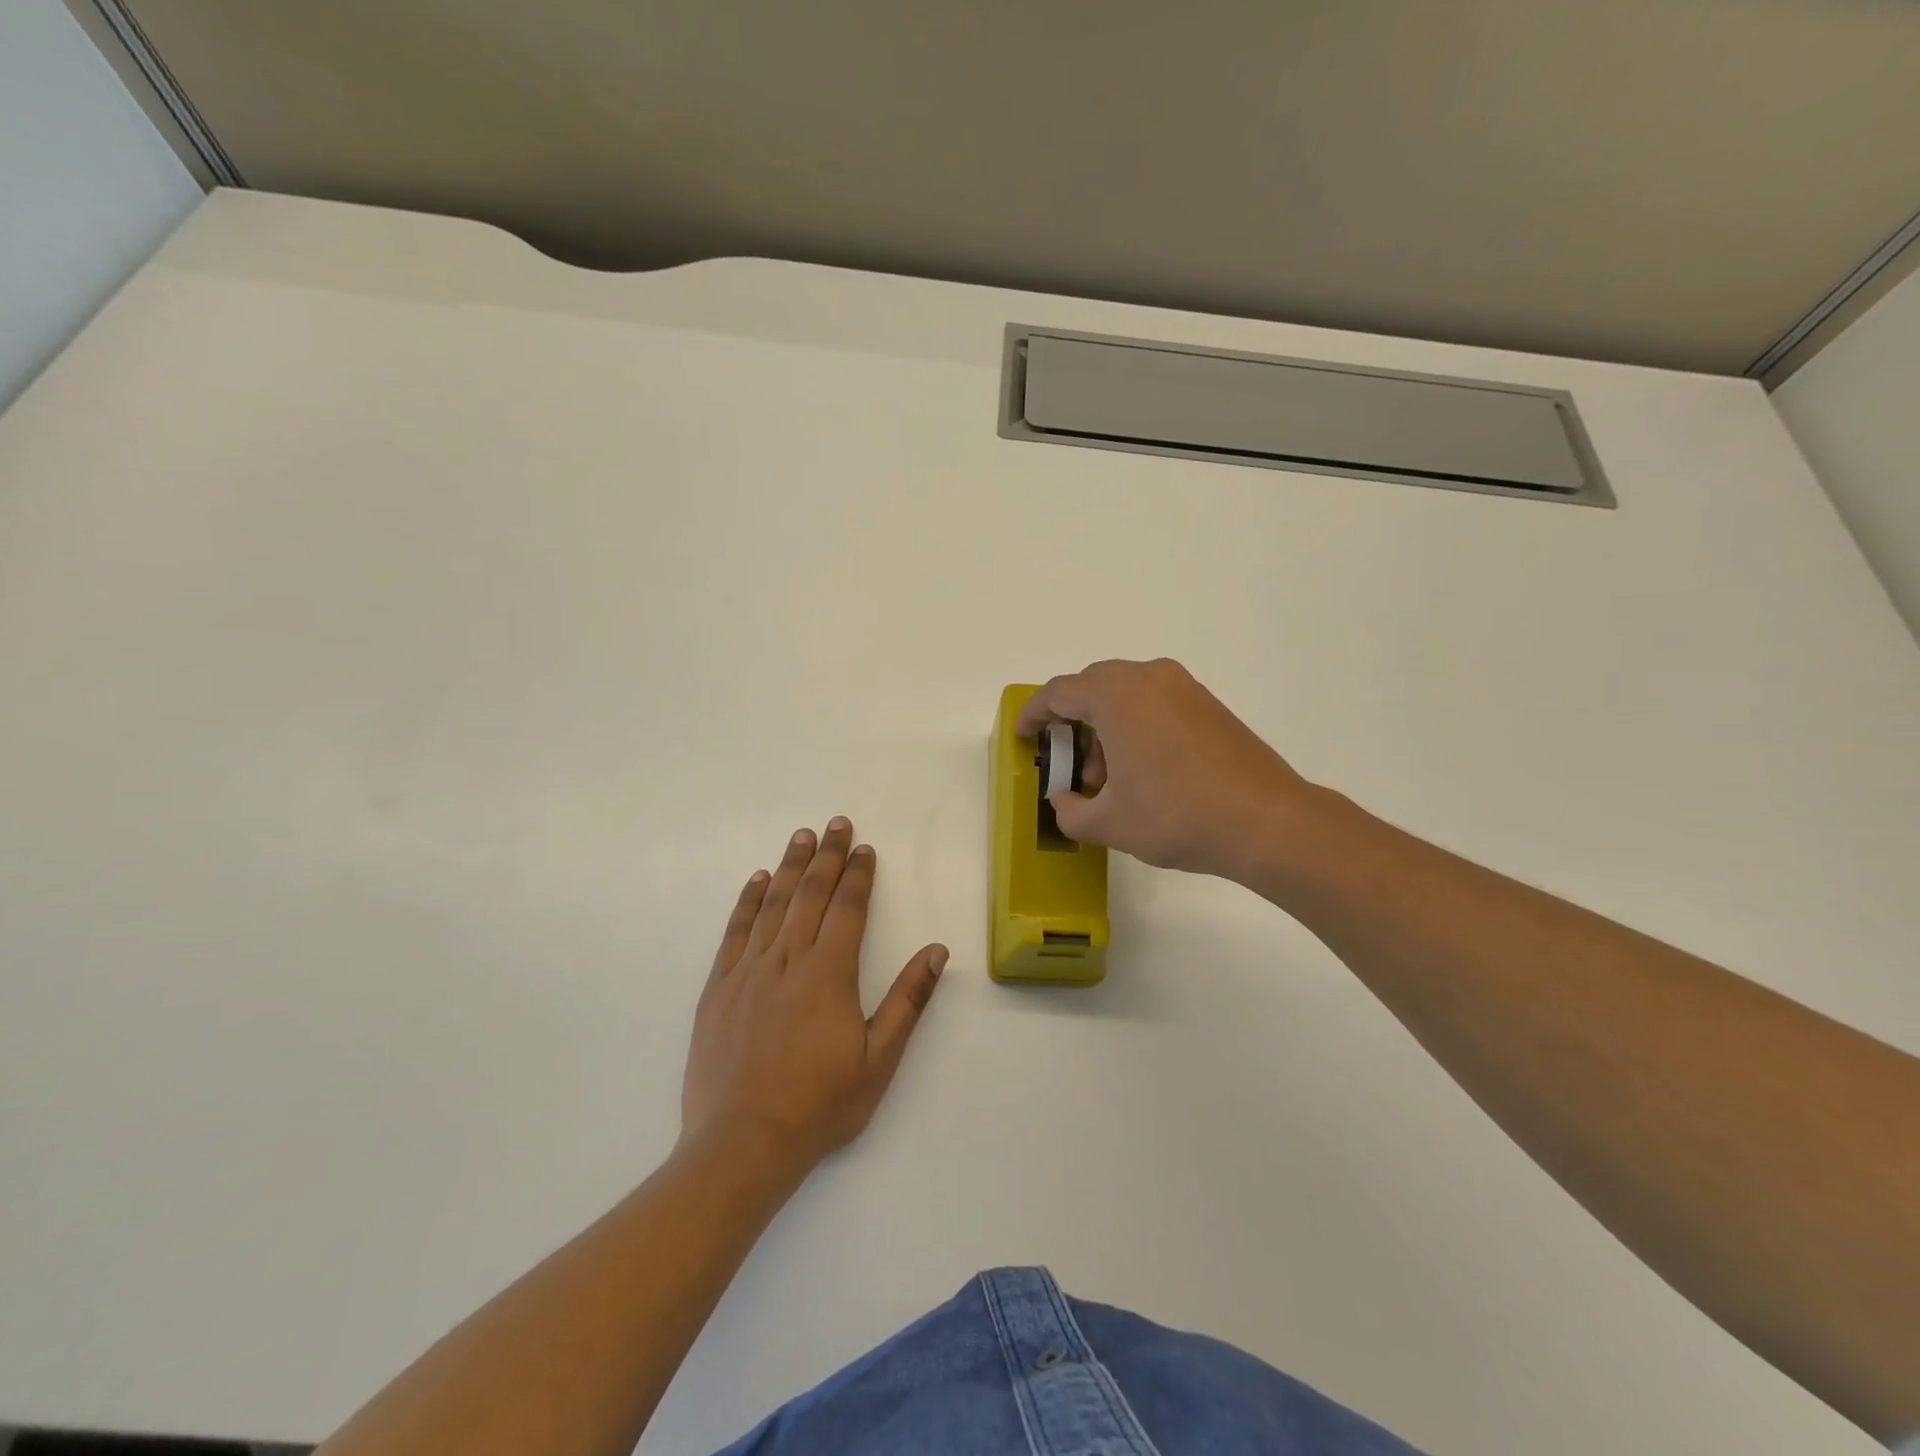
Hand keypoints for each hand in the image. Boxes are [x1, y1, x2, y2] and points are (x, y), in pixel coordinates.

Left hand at [681, 818, 946, 1175]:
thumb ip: (908, 1001)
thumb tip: (936, 951)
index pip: (847, 908)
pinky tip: (758, 880)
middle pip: (811, 894)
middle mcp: (787, 960)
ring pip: (773, 904)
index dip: (858, 875)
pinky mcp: (718, 987)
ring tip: (802, 837)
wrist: (742, 1144)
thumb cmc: (819, 1104)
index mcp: (829, 974)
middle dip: (827, 856)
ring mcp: (748, 971)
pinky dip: (748, 901)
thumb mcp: (879, 1060)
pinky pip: (736, 931)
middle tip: (836, 824)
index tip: (864, 848)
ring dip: (790, 866)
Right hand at [1016, 658, 1310, 878]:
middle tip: (1068, 762)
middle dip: (1072, 722)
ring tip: (1107, 778)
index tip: (1024, 736)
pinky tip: (1143, 770)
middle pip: (1092, 687)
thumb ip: (1071, 811)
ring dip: (1105, 727)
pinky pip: (1155, 702)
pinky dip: (1136, 726)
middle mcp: (1148, 677)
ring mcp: (1183, 687)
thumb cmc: (1176, 816)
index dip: (1034, 714)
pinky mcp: (1208, 703)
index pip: (1059, 693)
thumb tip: (1065, 802)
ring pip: (1126, 695)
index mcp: (1116, 695)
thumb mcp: (1109, 823)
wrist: (1266, 821)